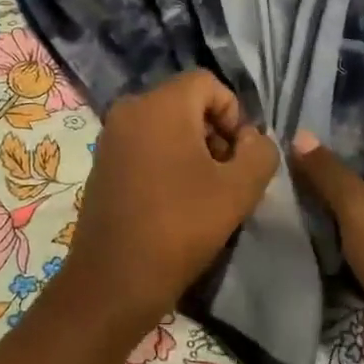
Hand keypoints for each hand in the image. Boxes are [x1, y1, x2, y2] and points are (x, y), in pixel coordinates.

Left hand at [61, 71, 279, 339]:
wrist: (115, 279)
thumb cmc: (180, 227)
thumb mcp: (239, 189)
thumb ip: (260, 152)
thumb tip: (252, 140)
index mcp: (159, 104)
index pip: (208, 83)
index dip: (234, 114)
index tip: (241, 157)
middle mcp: (130, 108)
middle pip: (186, 102)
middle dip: (215, 132)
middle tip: (227, 177)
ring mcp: (111, 135)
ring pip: (166, 124)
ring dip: (193, 149)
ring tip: (205, 193)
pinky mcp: (103, 161)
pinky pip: (145, 144)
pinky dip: (167, 160)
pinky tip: (176, 200)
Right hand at [291, 127, 363, 363]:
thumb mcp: (360, 210)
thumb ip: (328, 170)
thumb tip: (300, 134)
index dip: (334, 130)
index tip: (293, 127)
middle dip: (327, 163)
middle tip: (282, 156)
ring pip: (362, 197)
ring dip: (330, 195)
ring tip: (286, 184)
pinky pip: (363, 226)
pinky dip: (339, 223)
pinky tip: (306, 219)